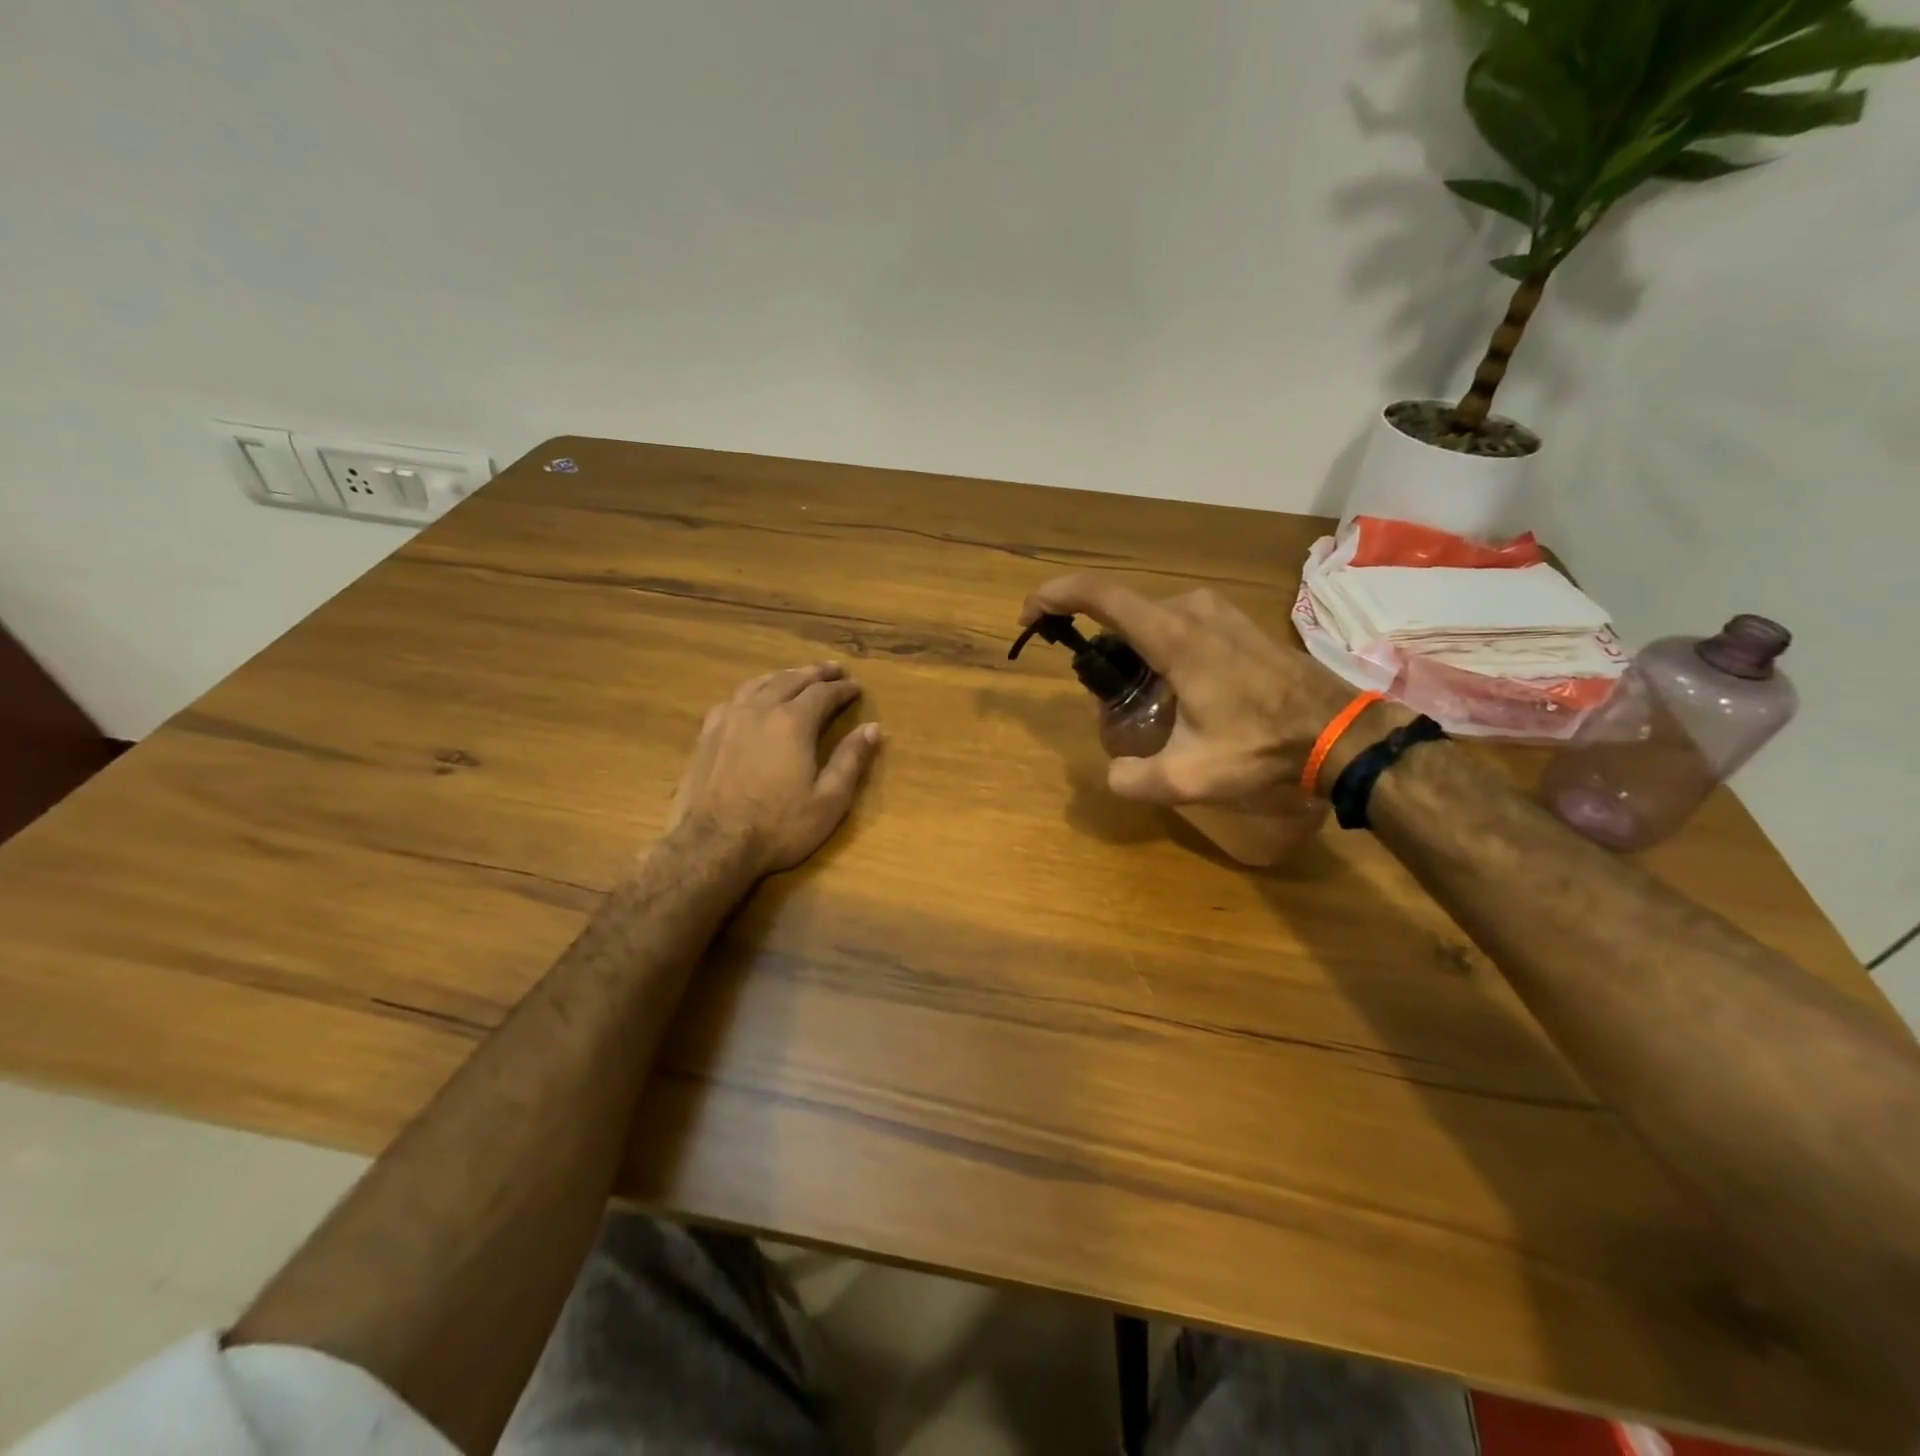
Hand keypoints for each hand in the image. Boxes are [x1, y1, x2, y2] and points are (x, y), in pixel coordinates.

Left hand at [665, 663, 882, 877]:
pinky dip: (752, 691)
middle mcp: (760, 710)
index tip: (856, 686)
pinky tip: (752, 699)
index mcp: (793, 723)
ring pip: (759, 683)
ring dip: (783, 675)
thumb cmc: (778, 826)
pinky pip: (733, 699)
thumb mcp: (829, 800)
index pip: (823, 693)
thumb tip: (873, 728)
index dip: (842, 689)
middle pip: (791, 679)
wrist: (712, 845)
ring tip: (796, 675)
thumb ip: (851, 760)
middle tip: (833, 669)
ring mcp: (729, 719)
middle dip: (815, 673)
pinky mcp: (707, 734)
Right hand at [1020, 574, 1352, 803]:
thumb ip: (1134, 780)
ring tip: (1141, 701)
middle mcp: (1190, 610)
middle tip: (1105, 699)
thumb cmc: (1263, 747)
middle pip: (1120, 614)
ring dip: (1129, 652)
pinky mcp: (1233, 622)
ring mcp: (1216, 611)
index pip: (1100, 595)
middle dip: (1099, 649)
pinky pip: (1175, 623)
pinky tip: (1173, 691)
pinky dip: (1156, 648)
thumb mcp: (1189, 778)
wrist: (1337, 733)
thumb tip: (1112, 773)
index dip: (1055, 597)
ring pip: (1148, 620)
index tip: (1029, 617)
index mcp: (1173, 637)